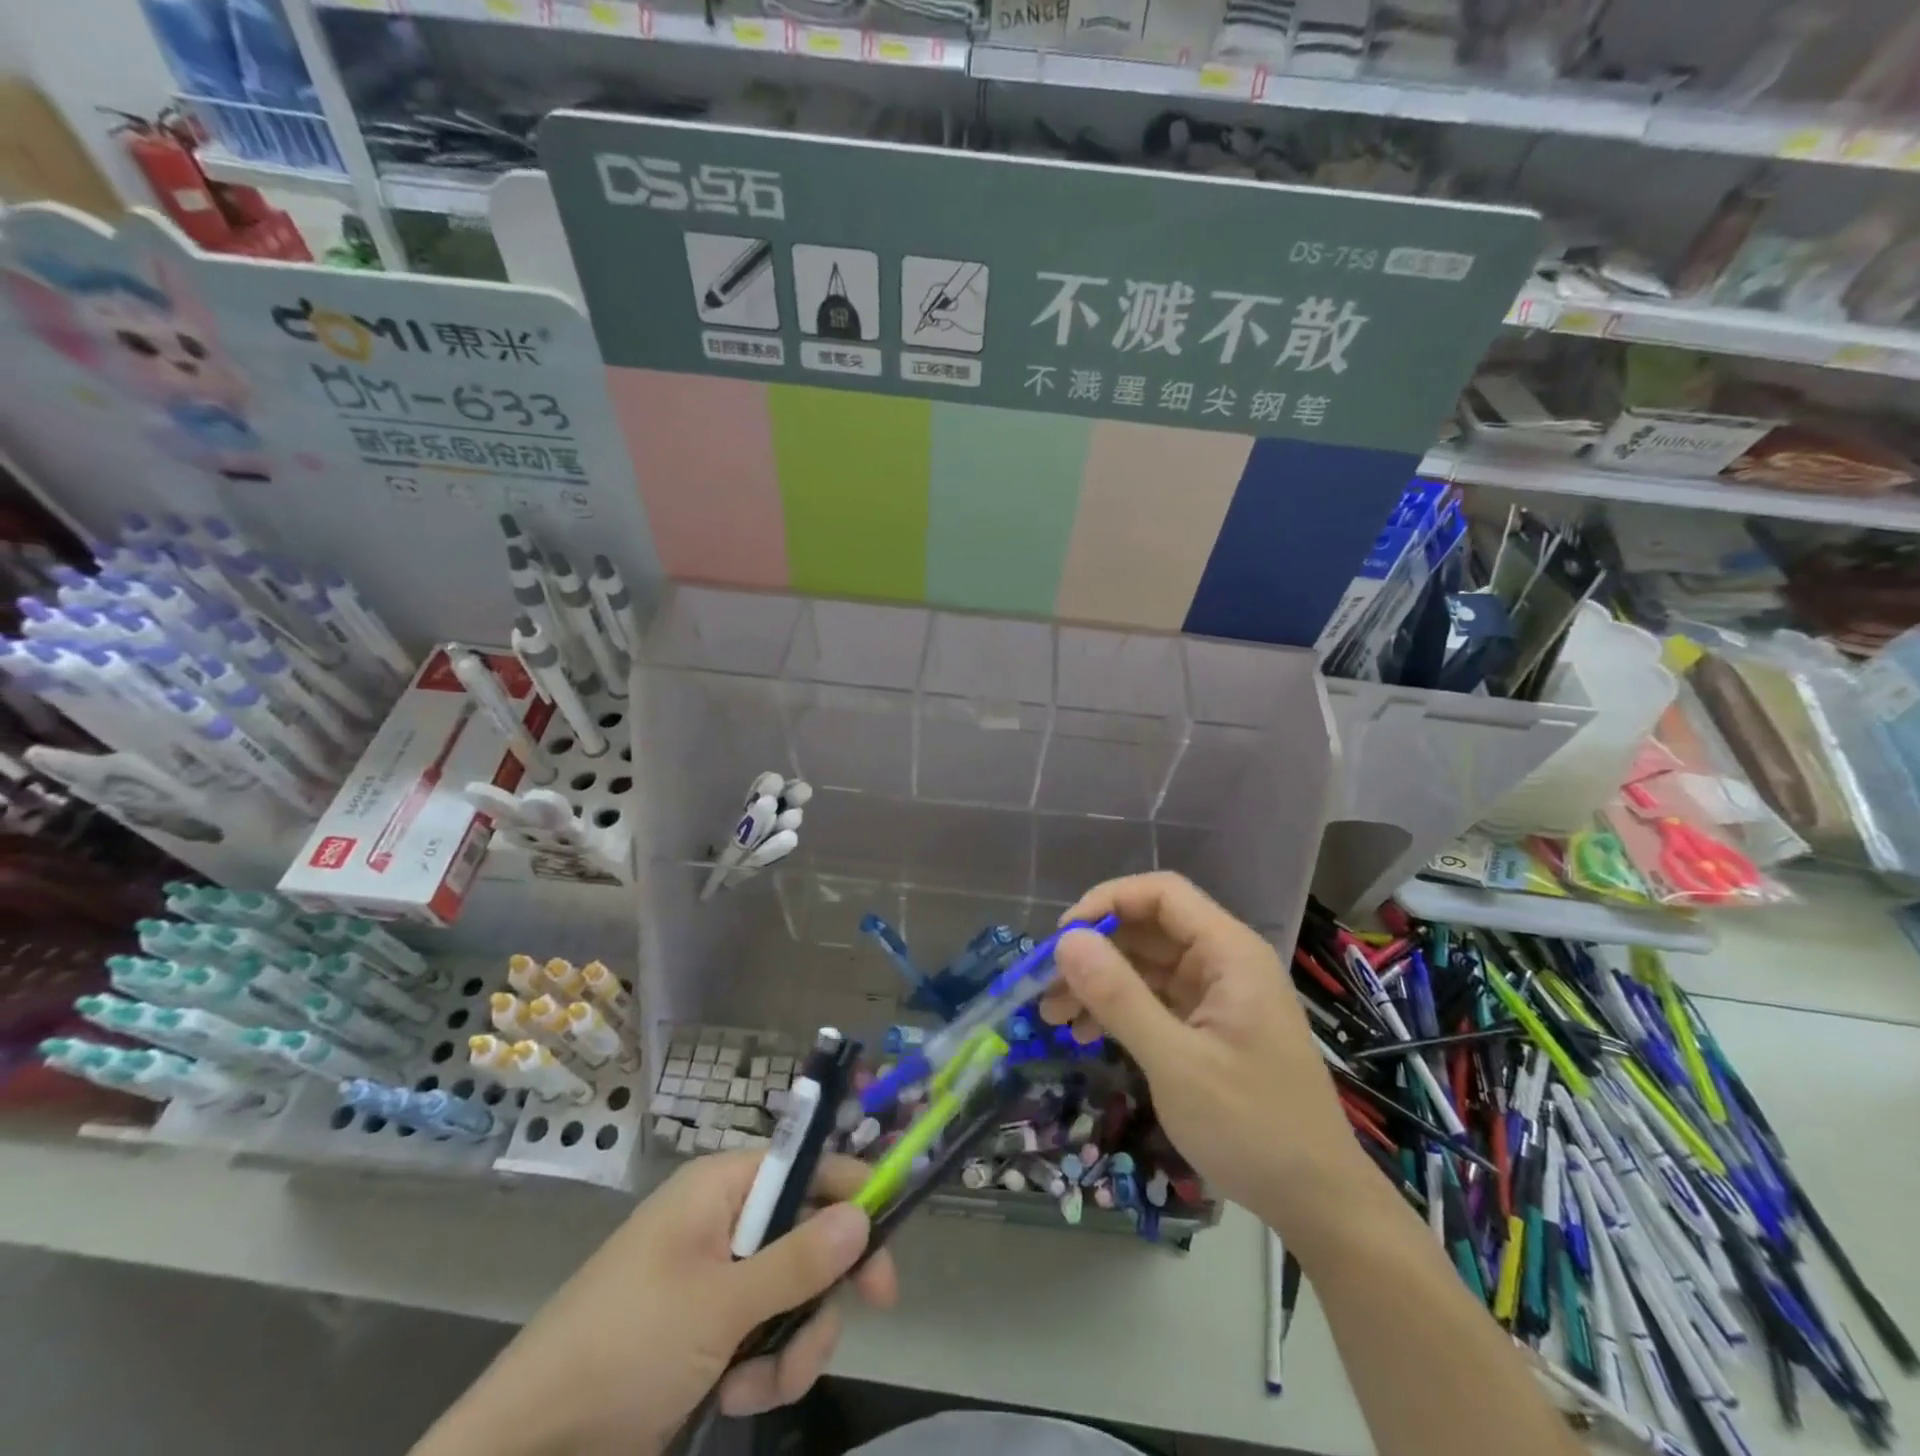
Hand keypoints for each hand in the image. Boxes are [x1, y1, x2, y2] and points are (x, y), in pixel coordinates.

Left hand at [412, 1153, 896, 1455]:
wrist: (528, 1447)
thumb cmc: (625, 1347)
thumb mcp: (721, 1304)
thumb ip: (799, 1260)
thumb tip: (865, 1213)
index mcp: (722, 1187)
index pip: (807, 1166)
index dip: (852, 1192)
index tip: (890, 1236)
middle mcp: (724, 1220)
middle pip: (808, 1234)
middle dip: (821, 1291)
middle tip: (851, 1323)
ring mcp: (715, 1277)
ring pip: (793, 1292)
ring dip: (792, 1343)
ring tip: (760, 1385)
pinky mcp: (707, 1329)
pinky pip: (765, 1332)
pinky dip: (763, 1367)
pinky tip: (735, 1395)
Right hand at [1039, 872, 1368, 1235]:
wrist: (1318, 1203)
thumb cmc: (1253, 1127)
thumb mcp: (1176, 1063)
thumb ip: (1119, 997)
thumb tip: (1065, 941)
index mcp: (1229, 953)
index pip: (1161, 894)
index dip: (1108, 903)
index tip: (1063, 939)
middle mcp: (1224, 962)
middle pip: (1148, 929)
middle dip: (1095, 952)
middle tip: (1047, 988)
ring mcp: (1218, 995)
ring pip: (1146, 965)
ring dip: (1100, 983)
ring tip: (1054, 1016)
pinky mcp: (1210, 1026)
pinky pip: (1156, 999)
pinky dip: (1120, 1010)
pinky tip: (1086, 1035)